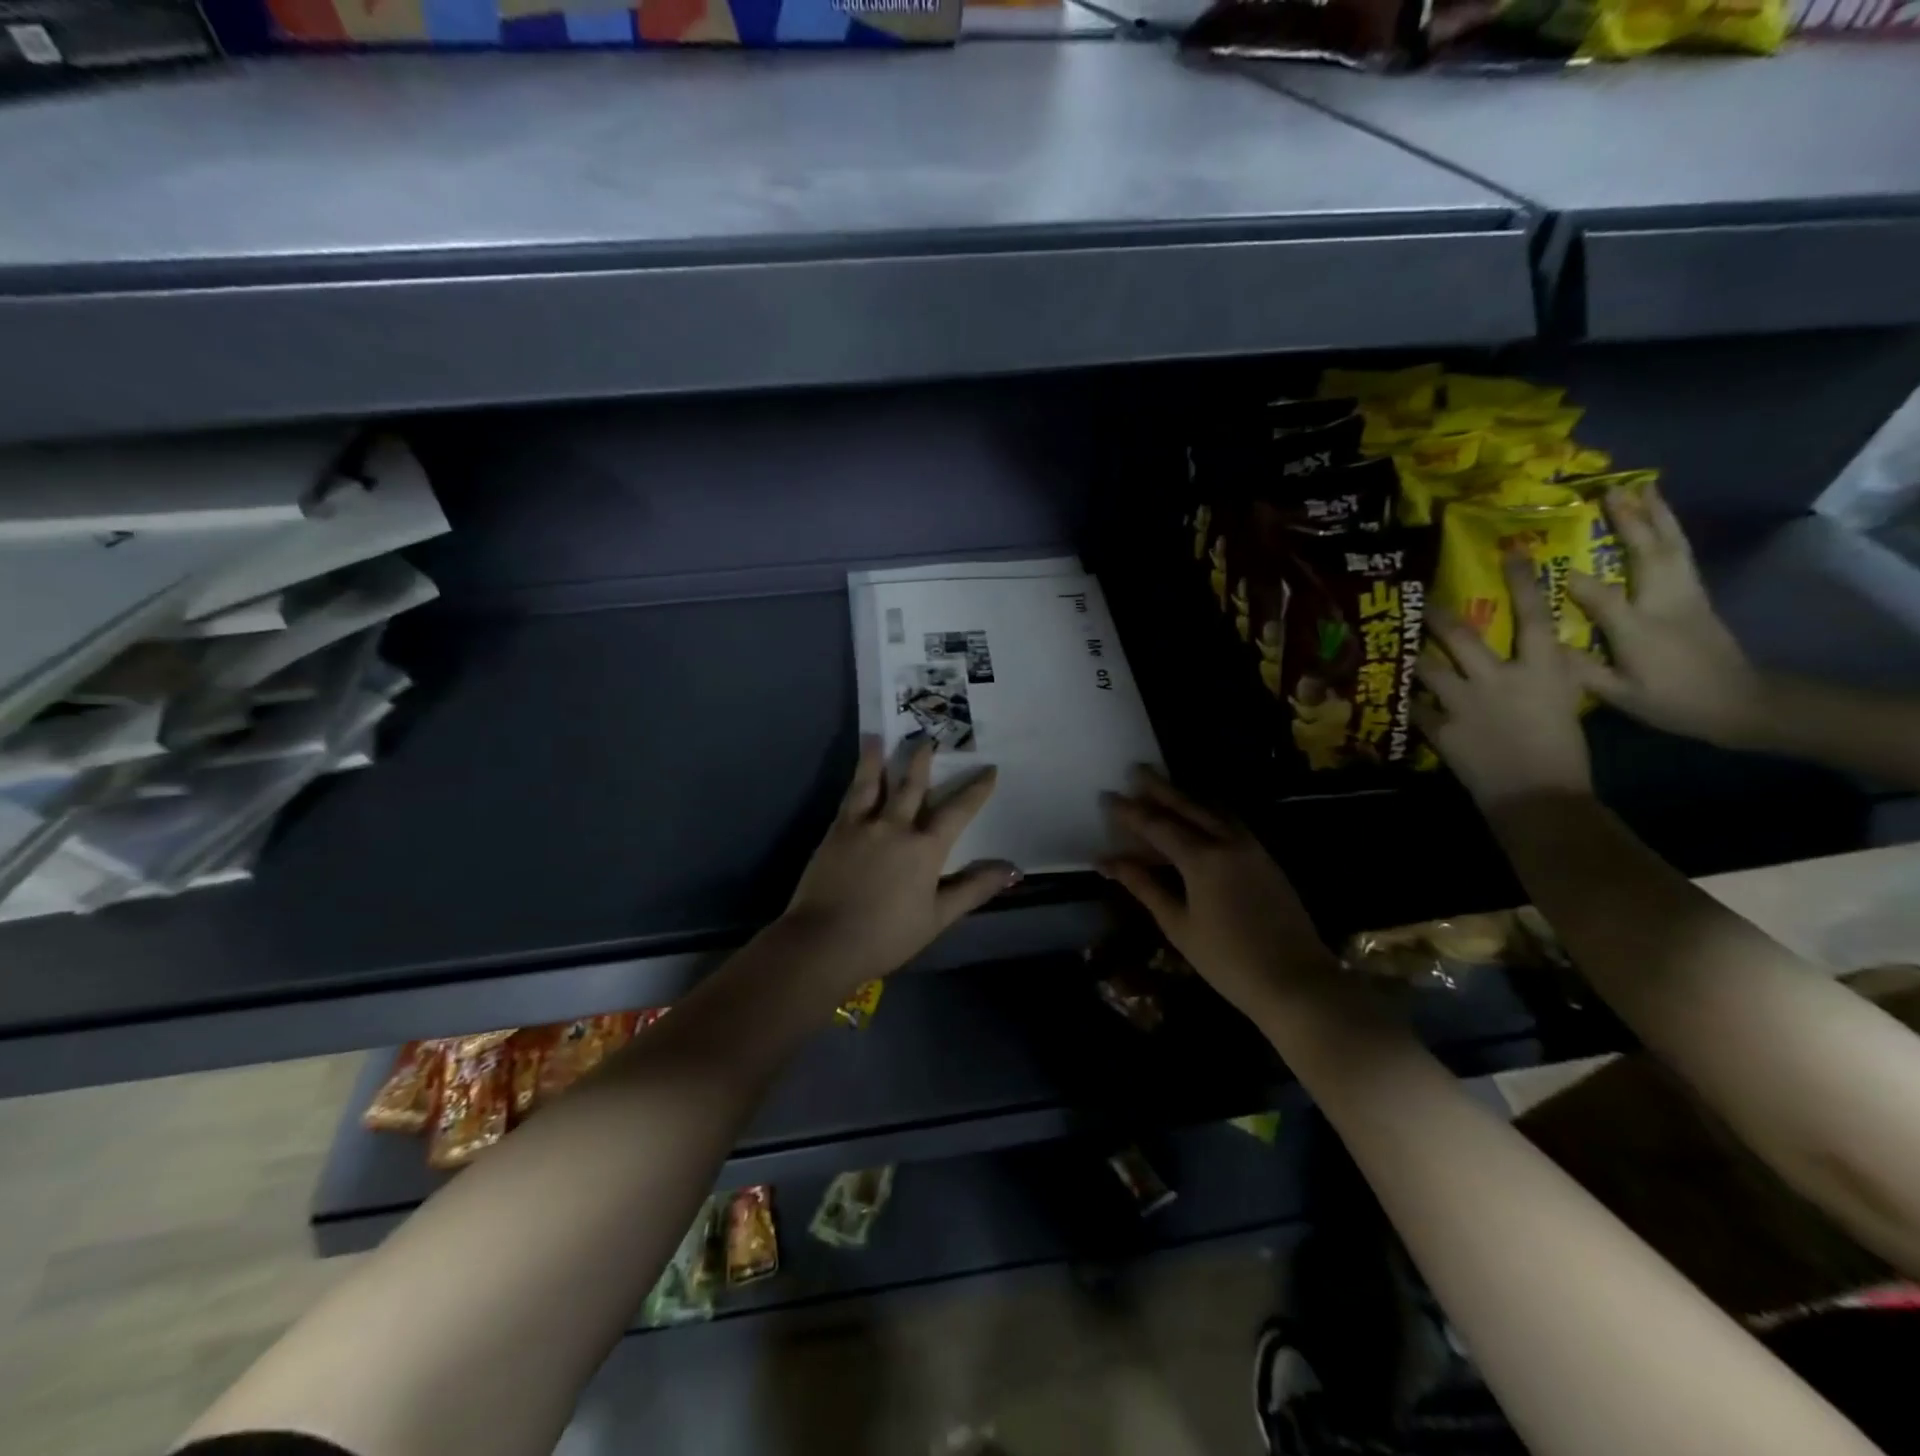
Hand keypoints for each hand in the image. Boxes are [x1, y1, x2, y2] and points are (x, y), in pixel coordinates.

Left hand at [783, 737, 1018, 991]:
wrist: (824, 941)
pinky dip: (855, 781)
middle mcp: (895, 826)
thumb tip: (1012, 869)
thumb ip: (973, 889)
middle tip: (928, 737)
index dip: (976, 789)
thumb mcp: (938, 917)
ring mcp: (861, 826)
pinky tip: (855, 777)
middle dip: (922, 760)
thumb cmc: (887, 935)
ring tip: (877, 737)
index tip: (989, 769)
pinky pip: (849, 798)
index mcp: (925, 848)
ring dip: (877, 758)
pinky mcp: (834, 833)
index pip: (958, 811)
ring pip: (873, 782)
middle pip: (912, 785)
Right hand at [1099, 768, 1333, 1021]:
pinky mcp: (1265, 858)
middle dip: (1159, 788)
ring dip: (1186, 796)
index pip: (1157, 826)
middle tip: (1136, 770)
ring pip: (1213, 810)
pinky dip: (1208, 812)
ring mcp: (1252, 848)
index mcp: (1202, 859)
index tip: (1107, 797)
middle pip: (1187, 806)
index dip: (1129, 812)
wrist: (1296, 982)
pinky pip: (1230, 822)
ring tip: (1164, 788)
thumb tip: (1108, 862)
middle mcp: (1227, 842)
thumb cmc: (1227, 960)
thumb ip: (1144, 887)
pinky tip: (1199, 816)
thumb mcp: (1178, 925)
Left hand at [1417, 554, 1592, 806]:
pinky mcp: (1442, 728)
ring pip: (1426, 667)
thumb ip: (1545, 673)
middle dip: (1436, 615)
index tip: (1509, 553)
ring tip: (1394, 644)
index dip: (1521, 582)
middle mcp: (1500, 678)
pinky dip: (1405, 700)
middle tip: (1418, 598)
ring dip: (1411, 656)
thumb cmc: (1563, 750)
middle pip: (1461, 635)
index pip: (1534, 616)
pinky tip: (1391, 693)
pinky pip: (1414, 707)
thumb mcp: (1565, 701)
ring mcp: (1465, 702)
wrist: (1539, 795)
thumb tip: (1533, 653)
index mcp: (1543, 669)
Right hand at [1563, 487, 1765, 746]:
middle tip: (1611, 491)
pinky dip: (1669, 532)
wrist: (1741, 704)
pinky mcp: (1698, 596)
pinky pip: (1680, 555)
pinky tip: (1660, 521)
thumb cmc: (1673, 703)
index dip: (1575, 581)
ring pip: (1672, 547)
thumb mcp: (1619, 696)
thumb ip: (1581, 669)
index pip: (1602, 597)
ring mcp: (1687, 596)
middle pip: (1649, 554)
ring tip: (1642, 490)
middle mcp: (1666, 604)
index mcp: (1640, 631)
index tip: (1545, 564)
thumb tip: (1543, 645)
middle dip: (1631, 521)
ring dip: (1657, 516)